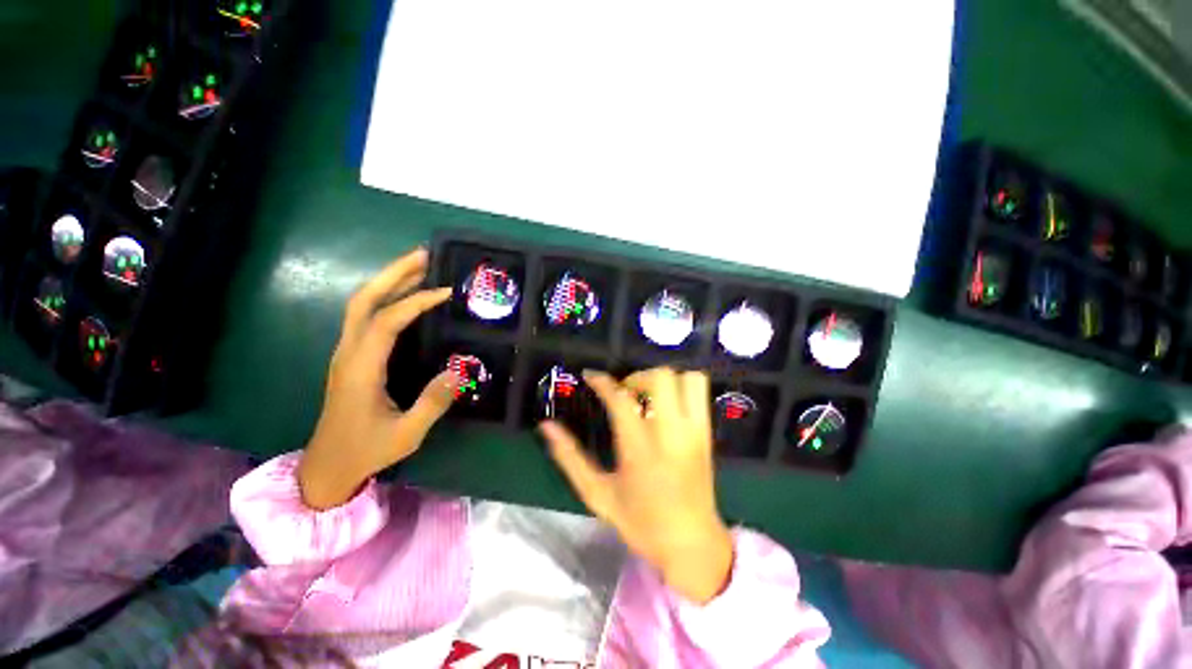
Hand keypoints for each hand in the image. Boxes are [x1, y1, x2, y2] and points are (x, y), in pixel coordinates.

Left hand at [298, 248, 456, 509]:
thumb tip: (459, 369)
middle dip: (392, 273)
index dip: (416, 302)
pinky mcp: (352, 357)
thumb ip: (433, 402)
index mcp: (361, 369)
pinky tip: (406, 297)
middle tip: (424, 256)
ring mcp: (347, 353)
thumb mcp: (407, 433)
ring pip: (361, 305)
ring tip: (419, 267)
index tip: (446, 292)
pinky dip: (386, 298)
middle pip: (363, 300)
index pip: (386, 321)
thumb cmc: (367, 450)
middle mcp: (349, 352)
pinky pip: (366, 317)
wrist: (328, 466)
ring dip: (388, 281)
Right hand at [539, 368, 733, 603]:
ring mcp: (694, 430)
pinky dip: (682, 385)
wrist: (692, 545)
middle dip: (637, 376)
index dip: (602, 381)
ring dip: (663, 378)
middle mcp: (671, 433)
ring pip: (686, 377)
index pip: (620, 399)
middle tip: (623, 392)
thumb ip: (570, 458)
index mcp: (640, 450)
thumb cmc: (641, 523)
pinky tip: (667, 403)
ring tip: (648, 395)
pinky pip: (700, 390)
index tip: (590, 376)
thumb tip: (547, 426)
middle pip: (659, 377)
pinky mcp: (707, 432)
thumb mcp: (598, 495)